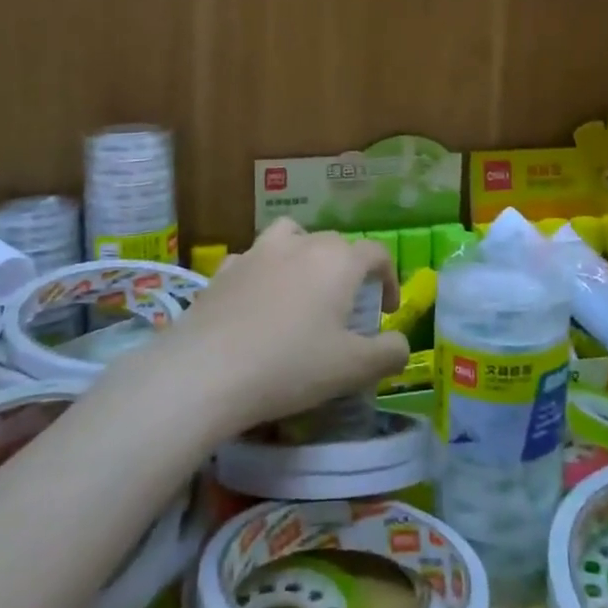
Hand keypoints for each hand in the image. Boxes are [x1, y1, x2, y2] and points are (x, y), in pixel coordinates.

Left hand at [163, 220, 407, 436]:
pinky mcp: (224, 269)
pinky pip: (253, 259)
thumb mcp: (353, 369)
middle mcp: (301, 244)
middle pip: (335, 244)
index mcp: (338, 261)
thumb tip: (400, 345)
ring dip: (304, 254)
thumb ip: (388, 353)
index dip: (388, 279)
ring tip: (302, 287)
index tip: (385, 311)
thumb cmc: (290, 366)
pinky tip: (258, 301)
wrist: (207, 371)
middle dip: (349, 270)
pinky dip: (264, 271)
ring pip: (292, 236)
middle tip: (347, 308)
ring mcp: (258, 252)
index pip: (376, 253)